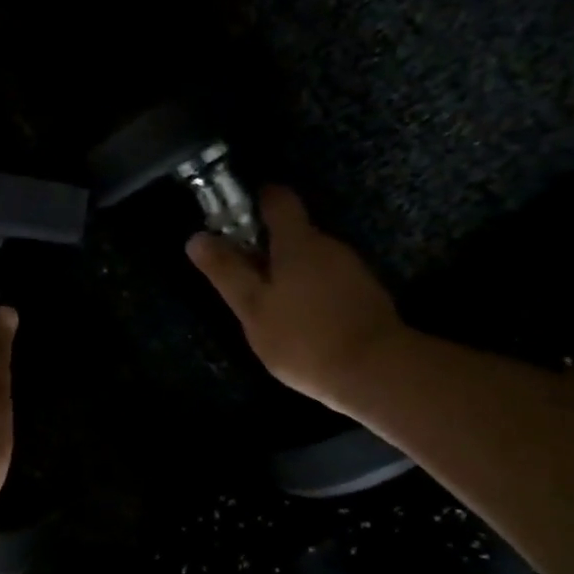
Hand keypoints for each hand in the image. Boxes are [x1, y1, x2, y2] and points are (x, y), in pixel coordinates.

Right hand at [187, 186, 410, 412]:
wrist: (377, 373)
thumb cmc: (304, 337)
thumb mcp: (252, 308)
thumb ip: (226, 271)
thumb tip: (196, 237)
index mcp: (298, 242)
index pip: (278, 199)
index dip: (256, 200)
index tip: (235, 217)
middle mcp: (328, 246)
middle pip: (293, 232)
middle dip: (266, 247)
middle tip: (243, 278)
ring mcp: (352, 270)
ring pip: (311, 259)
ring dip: (288, 273)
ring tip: (270, 308)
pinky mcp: (366, 295)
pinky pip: (328, 281)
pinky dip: (310, 292)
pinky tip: (300, 322)